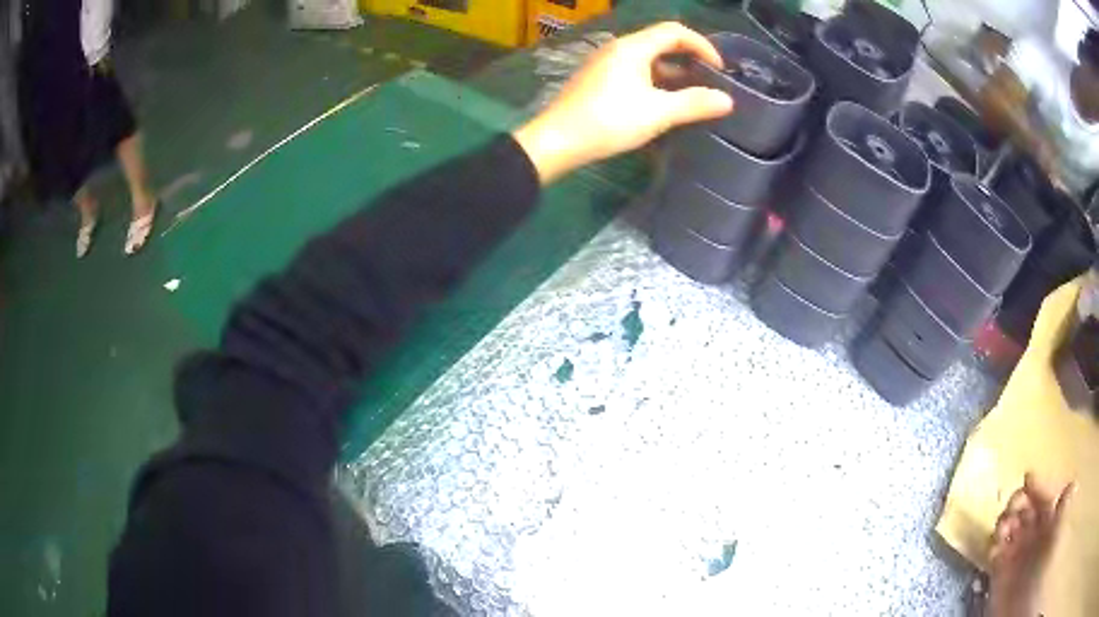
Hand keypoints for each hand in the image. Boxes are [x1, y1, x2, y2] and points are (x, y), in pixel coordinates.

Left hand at [513, 22, 734, 183]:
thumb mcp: (658, 113)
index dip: (702, 45)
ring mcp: (604, 62)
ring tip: (689, 95)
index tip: (719, 69)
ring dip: (671, 71)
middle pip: (660, 41)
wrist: (557, 141)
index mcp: (633, 47)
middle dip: (688, 57)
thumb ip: (694, 104)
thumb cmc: (609, 121)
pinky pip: (633, 70)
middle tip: (708, 80)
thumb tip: (727, 100)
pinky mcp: (596, 79)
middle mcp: (617, 48)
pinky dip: (653, 79)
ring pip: (646, 58)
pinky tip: (659, 102)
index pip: (674, 31)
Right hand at [986, 473, 1074, 616]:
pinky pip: (994, 553)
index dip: (1037, 484)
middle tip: (1012, 507)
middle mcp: (1034, 531)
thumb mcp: (1058, 535)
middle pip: (1024, 506)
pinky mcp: (1000, 569)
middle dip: (1017, 501)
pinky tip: (994, 551)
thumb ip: (1064, 510)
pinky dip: (992, 548)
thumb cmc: (1044, 567)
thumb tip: (1072, 483)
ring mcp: (1017, 550)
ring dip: (1003, 523)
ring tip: (1002, 531)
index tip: (1027, 476)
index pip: (1044, 494)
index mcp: (1049, 519)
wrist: (1021, 609)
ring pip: (1008, 526)